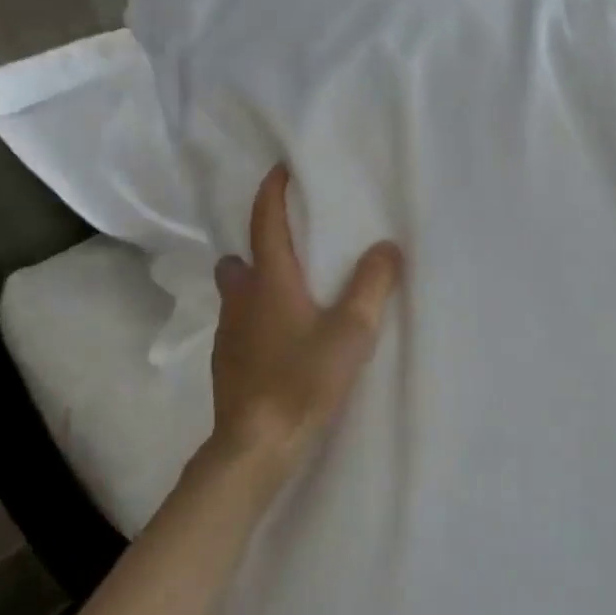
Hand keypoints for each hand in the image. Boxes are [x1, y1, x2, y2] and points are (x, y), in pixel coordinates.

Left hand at [208, 164, 401, 477]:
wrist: (256, 445)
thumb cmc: (302, 381)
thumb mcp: (351, 333)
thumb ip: (372, 287)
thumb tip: (387, 247)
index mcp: (269, 282)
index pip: (265, 222)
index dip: (273, 192)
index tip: (281, 170)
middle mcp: (241, 300)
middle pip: (242, 259)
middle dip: (261, 245)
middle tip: (293, 247)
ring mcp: (229, 334)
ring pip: (238, 294)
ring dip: (258, 284)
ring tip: (293, 295)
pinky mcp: (228, 363)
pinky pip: (241, 325)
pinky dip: (258, 318)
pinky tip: (283, 340)